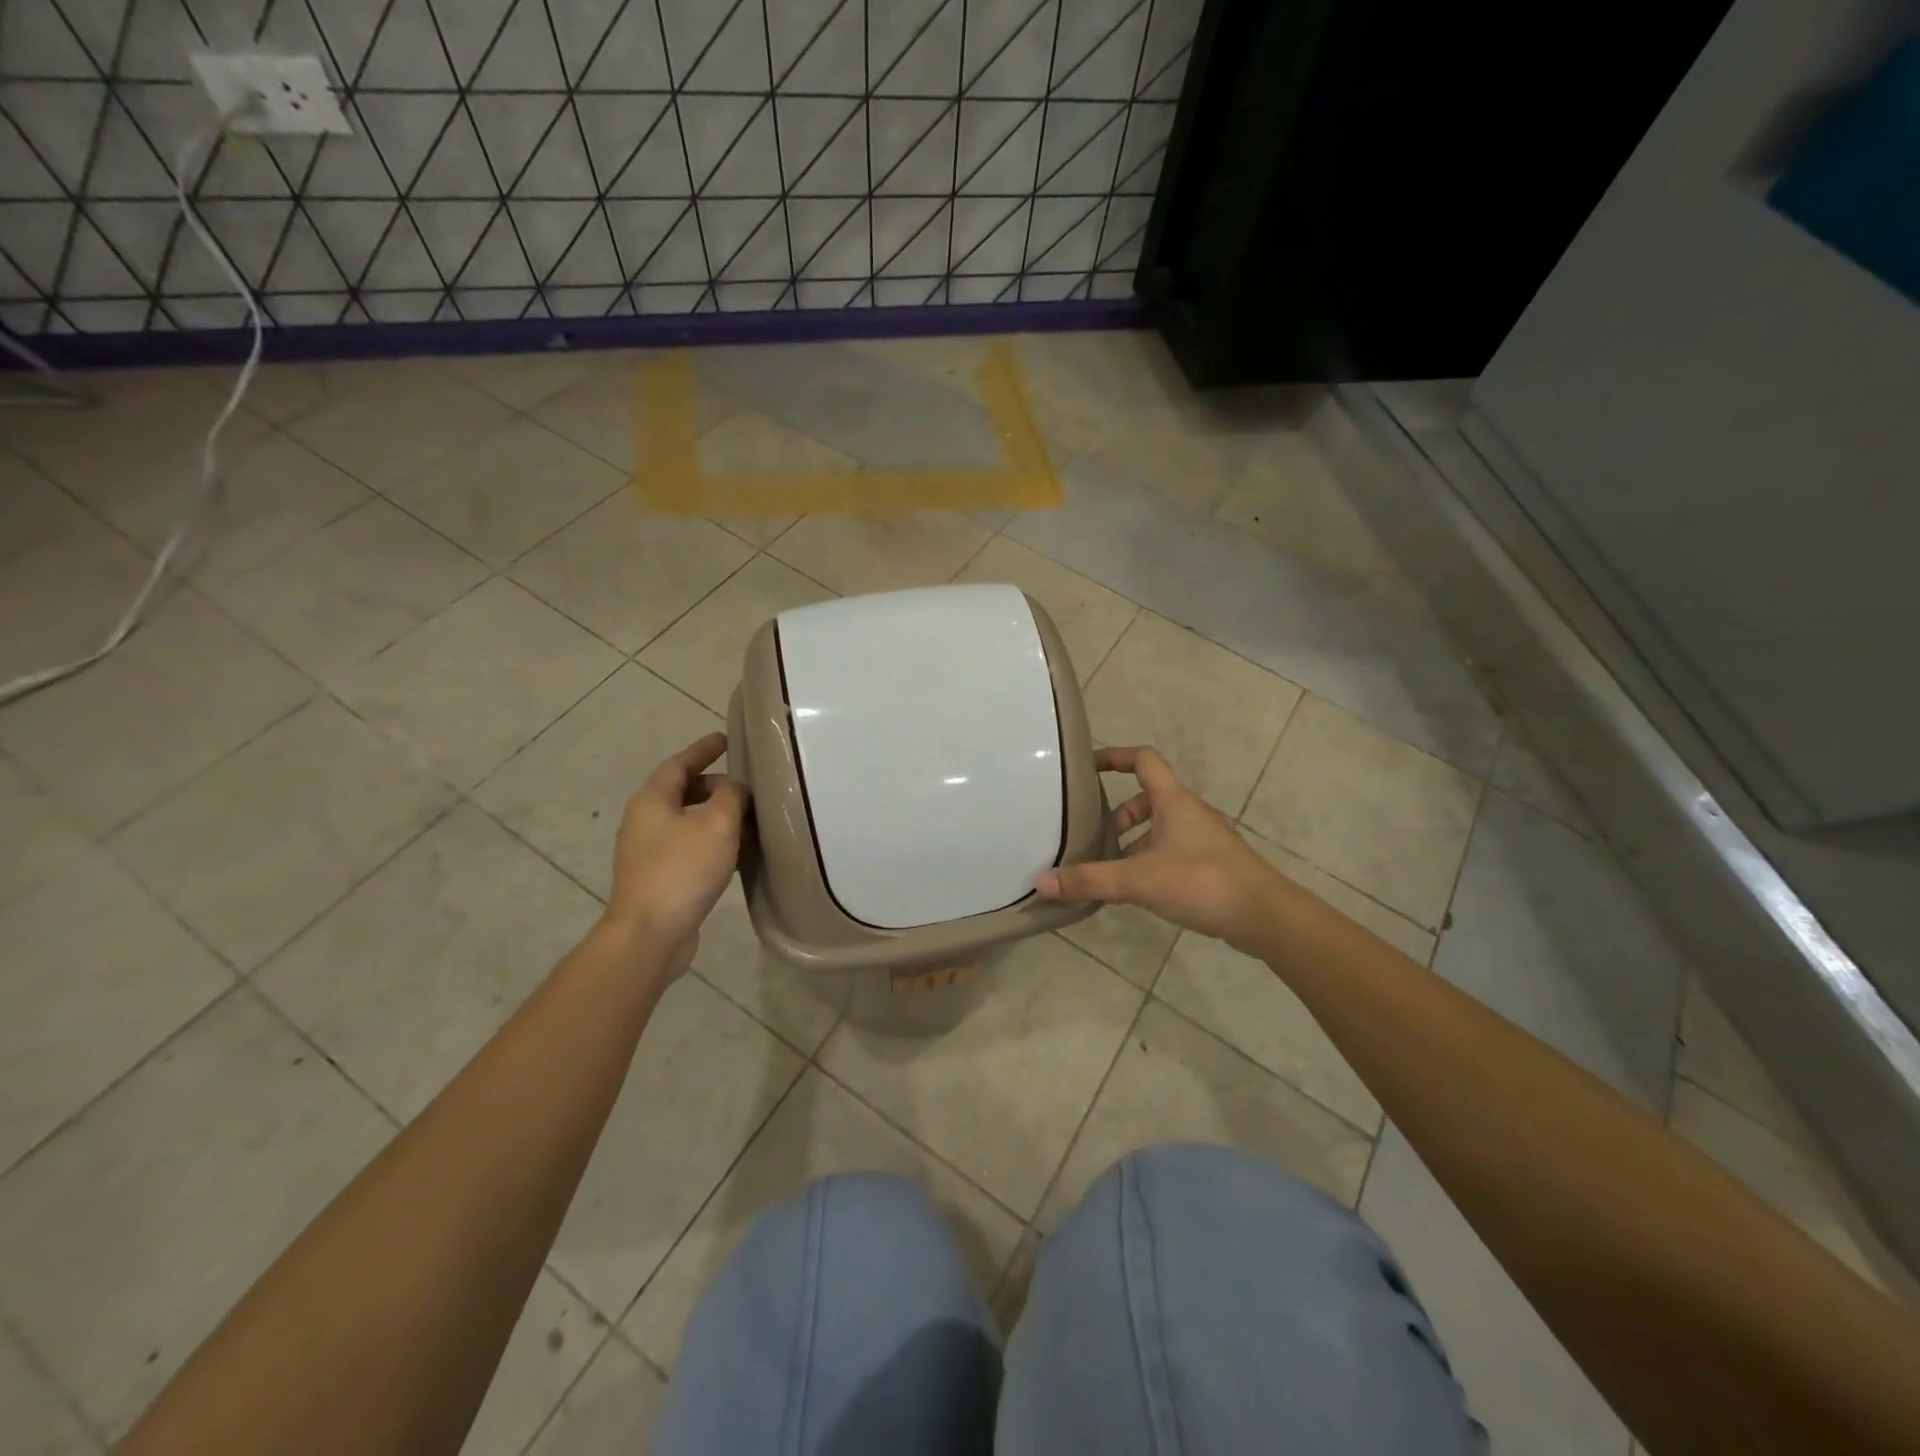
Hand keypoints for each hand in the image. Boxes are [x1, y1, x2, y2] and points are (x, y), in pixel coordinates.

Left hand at [604, 733, 750, 973]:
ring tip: (750, 820)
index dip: (703, 748)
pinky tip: (737, 854)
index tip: (725, 738)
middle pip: (683, 791)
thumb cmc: (682, 869)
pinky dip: (713, 843)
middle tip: (748, 788)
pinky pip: (690, 848)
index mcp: (653, 799)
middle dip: (716, 786)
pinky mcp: (659, 878)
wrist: (650, 933)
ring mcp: (649, 852)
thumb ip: (731, 796)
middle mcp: (645, 821)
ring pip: (688, 822)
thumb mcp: (717, 822)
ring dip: (717, 817)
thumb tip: (735, 790)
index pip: (679, 763)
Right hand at [1037, 746, 1279, 950]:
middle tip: (1096, 837)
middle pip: (1148, 798)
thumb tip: (1042, 882)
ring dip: (1135, 842)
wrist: (1266, 916)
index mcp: (1174, 801)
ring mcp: (1204, 838)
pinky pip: (1173, 851)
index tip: (1087, 767)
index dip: (1115, 757)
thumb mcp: (1139, 880)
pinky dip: (1151, 860)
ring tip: (1112, 870)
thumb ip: (1091, 880)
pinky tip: (1140, 891)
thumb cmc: (1202, 882)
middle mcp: (1190, 812)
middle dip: (1119, 814)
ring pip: (1161, 828)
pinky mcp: (1213, 864)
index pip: (1143, 760)